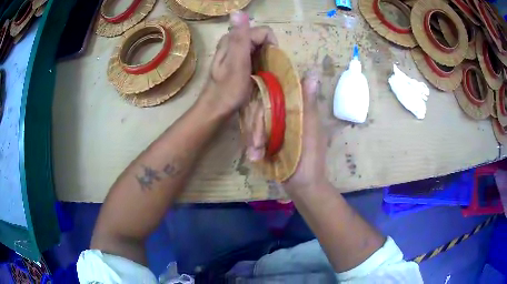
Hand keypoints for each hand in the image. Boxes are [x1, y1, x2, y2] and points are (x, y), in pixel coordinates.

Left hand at [200, 11, 277, 116]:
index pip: (263, 32)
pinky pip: (253, 56)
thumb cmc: (228, 90)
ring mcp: (233, 51)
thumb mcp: (237, 62)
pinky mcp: (236, 61)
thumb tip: (238, 12)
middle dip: (268, 52)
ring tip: (262, 74)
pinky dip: (259, 63)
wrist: (215, 109)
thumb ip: (240, 37)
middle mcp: (233, 41)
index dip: (272, 45)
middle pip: (260, 39)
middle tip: (267, 70)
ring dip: (265, 59)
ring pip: (258, 47)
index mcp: (233, 39)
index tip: (272, 63)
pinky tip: (257, 75)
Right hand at [245, 70, 326, 189]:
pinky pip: (255, 137)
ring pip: (255, 124)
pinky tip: (254, 156)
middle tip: (257, 145)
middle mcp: (285, 115)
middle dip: (255, 128)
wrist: (303, 186)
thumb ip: (308, 104)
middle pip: (260, 110)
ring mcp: (275, 129)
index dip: (262, 102)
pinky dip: (253, 146)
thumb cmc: (309, 157)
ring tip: (255, 154)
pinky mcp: (269, 141)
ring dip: (253, 139)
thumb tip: (313, 74)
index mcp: (296, 109)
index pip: (273, 94)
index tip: (257, 117)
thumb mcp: (310, 129)